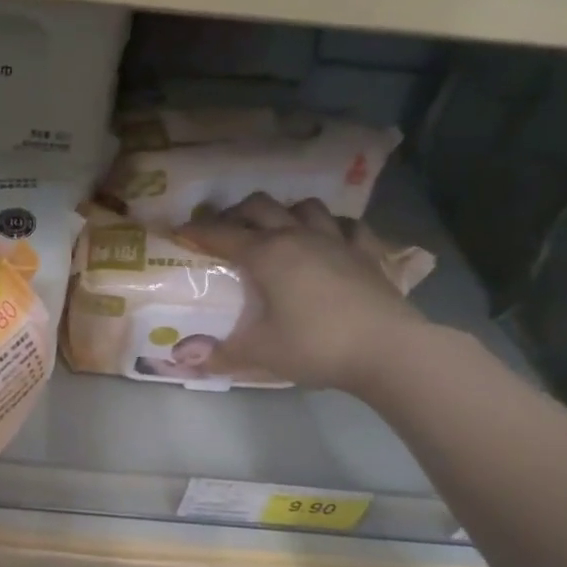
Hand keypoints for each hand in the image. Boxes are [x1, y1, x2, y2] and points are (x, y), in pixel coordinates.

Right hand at [180, 194, 427, 391]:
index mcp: (267, 255)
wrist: (388, 350)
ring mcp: (337, 240)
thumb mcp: (259, 353)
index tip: (178, 231)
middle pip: (260, 206)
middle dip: (236, 213)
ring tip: (276, 230)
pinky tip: (329, 239)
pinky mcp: (368, 252)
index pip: (221, 234)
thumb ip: (219, 354)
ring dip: (285, 213)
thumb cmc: (314, 346)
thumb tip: (183, 359)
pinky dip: (332, 226)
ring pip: (305, 207)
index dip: (196, 231)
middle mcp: (298, 237)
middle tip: (224, 230)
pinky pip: (348, 225)